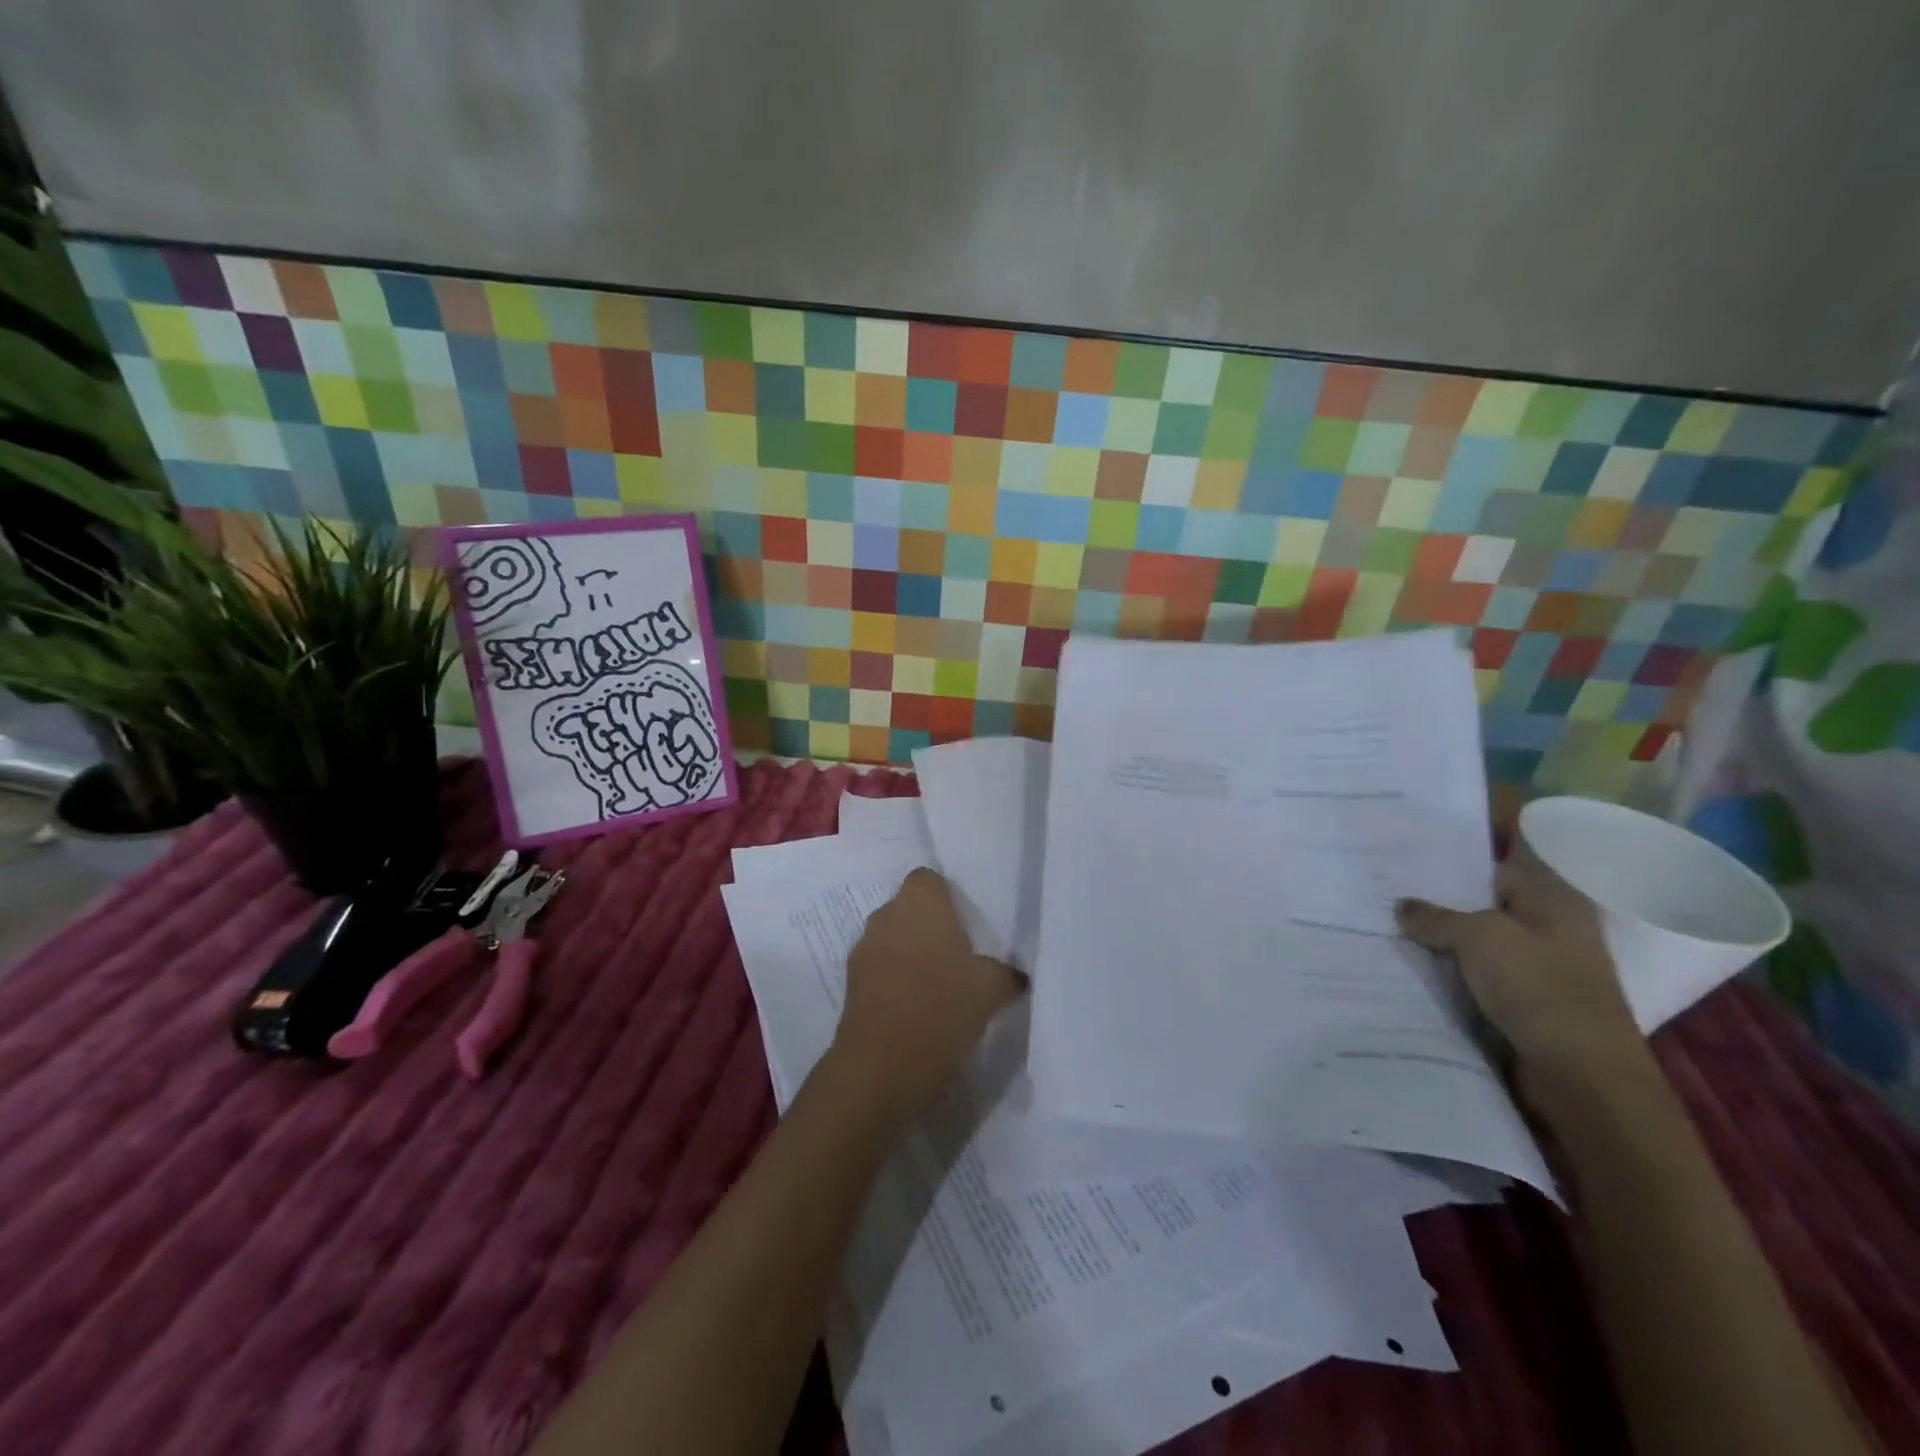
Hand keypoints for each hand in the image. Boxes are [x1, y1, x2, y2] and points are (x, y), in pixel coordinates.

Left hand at [833, 869, 1024, 1116]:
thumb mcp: (992, 988)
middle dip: (929, 927)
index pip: (928, 878)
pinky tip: (917, 1009)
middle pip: (908, 909)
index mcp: (920, 901)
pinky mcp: (850, 985)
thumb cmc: (942, 1006)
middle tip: (958, 955)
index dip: (945, 896)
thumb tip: (1016, 975)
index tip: (965, 922)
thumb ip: (1006, 973)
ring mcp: (864, 950)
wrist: (882, 1064)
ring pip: (892, 940)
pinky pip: (879, 971)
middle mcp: (886, 915)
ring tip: (938, 986)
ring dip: (909, 955)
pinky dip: (894, 982)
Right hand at [1396, 850, 1648, 1089]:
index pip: (1500, 858)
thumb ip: (1436, 916)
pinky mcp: (1521, 999)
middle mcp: (1547, 926)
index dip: (1458, 850)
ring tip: (1384, 917)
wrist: (1583, 1079)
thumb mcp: (1481, 937)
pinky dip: (1446, 966)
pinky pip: (1474, 970)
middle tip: (1384, 880)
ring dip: (1438, 933)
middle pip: (1483, 898)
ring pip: (1475, 937)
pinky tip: (1407, 960)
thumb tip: (1403, 907)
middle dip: (1438, 893)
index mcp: (1552, 899)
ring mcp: (1536, 966)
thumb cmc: (1540, 991)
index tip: (1412, 844)